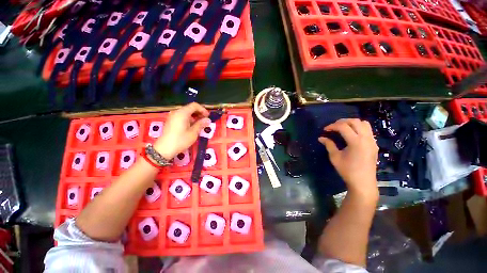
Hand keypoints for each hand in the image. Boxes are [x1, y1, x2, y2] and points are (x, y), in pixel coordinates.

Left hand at [154, 103, 209, 159]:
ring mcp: (172, 116)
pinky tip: (192, 126)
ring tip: (200, 124)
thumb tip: (208, 120)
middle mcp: (176, 112)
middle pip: (190, 108)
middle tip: (205, 120)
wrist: (164, 149)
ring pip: (186, 112)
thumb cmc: (181, 140)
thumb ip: (201, 124)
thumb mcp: (193, 132)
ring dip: (194, 116)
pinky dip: (188, 119)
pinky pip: (181, 116)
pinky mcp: (171, 121)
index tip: (208, 116)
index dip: (202, 109)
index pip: (194, 105)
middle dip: (199, 113)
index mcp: (182, 113)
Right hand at [318, 119, 378, 200]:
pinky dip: (358, 128)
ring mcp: (372, 141)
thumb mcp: (335, 157)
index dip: (332, 126)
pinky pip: (368, 130)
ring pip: (364, 123)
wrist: (363, 182)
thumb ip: (329, 145)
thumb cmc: (347, 170)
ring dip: (352, 123)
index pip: (343, 127)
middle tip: (333, 127)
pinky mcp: (374, 144)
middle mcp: (366, 138)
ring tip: (342, 128)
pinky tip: (351, 134)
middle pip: (355, 121)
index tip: (325, 130)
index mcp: (356, 142)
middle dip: (342, 121)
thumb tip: (321, 138)